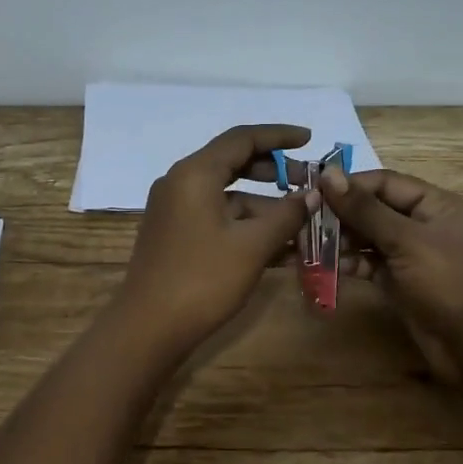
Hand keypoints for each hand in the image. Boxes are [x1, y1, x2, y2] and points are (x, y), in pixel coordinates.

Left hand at [114, 125, 317, 352]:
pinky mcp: (176, 234)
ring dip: (264, 204)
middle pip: (233, 163)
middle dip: (274, 171)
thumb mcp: (252, 246)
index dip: (279, 136)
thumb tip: (313, 195)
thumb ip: (286, 215)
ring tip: (303, 220)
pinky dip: (246, 224)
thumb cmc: (202, 280)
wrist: (149, 328)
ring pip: (227, 194)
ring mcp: (175, 210)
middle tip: (309, 183)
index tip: (310, 140)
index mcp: (195, 174)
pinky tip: (279, 245)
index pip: (242, 139)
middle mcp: (180, 183)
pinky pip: (217, 217)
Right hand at [317, 166, 462, 376]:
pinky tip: (322, 266)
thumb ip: (365, 209)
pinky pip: (369, 265)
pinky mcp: (400, 282)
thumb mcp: (407, 240)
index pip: (385, 182)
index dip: (349, 185)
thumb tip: (328, 175)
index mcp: (436, 204)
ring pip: (368, 238)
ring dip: (339, 240)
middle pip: (374, 209)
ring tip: (306, 244)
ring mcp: (411, 255)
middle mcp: (423, 224)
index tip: (312, 191)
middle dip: (340, 215)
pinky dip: (348, 264)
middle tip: (303, 221)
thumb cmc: (449, 282)